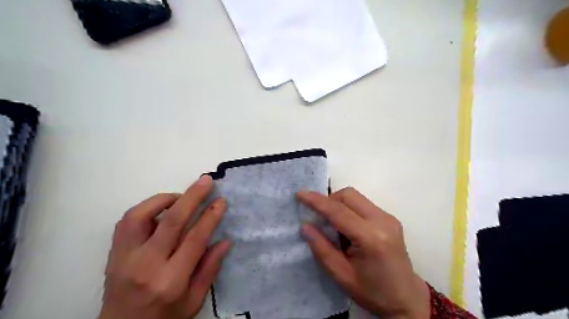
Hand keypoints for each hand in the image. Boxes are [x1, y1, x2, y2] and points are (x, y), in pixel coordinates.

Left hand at [99, 175, 230, 318]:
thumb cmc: (164, 318)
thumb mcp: (194, 301)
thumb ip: (209, 269)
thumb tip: (225, 240)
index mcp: (170, 281)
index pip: (194, 239)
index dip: (210, 217)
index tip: (221, 201)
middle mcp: (146, 265)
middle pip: (171, 221)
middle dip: (192, 196)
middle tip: (206, 181)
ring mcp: (125, 257)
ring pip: (142, 214)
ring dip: (166, 199)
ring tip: (183, 197)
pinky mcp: (114, 252)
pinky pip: (128, 220)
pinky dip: (147, 207)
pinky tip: (162, 208)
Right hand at [300, 187, 429, 318]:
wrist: (407, 299)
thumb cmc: (373, 292)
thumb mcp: (341, 275)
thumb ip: (322, 248)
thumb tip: (305, 226)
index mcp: (371, 238)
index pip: (339, 211)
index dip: (317, 201)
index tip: (300, 194)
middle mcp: (382, 221)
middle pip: (349, 195)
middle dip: (329, 199)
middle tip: (318, 216)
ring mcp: (388, 217)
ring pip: (356, 197)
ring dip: (338, 203)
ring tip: (331, 223)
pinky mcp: (390, 218)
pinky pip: (363, 204)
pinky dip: (349, 208)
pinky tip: (346, 227)